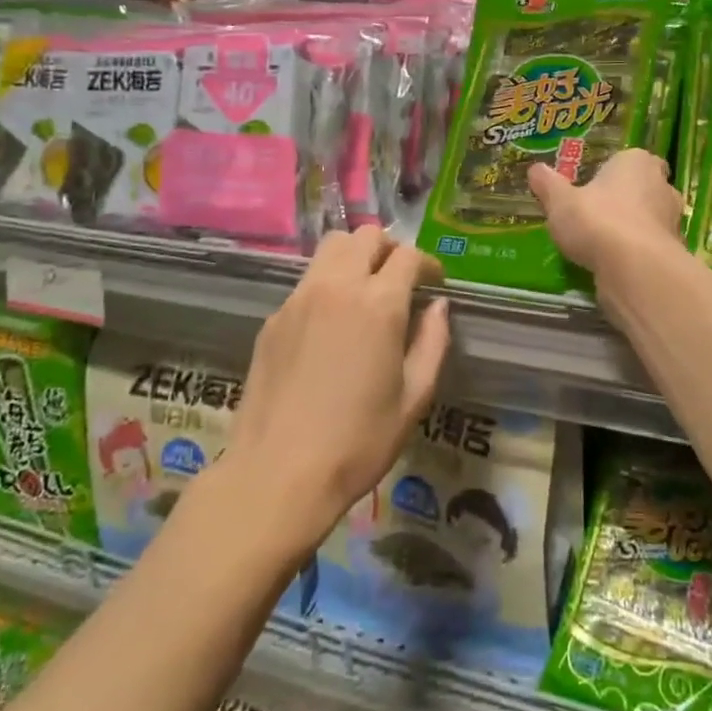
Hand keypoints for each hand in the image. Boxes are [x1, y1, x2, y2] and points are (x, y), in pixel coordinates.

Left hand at [224, 227, 449, 547]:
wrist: (278, 474)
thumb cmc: (358, 441)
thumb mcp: (414, 398)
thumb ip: (433, 343)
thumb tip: (438, 307)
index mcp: (379, 304)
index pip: (408, 256)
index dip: (427, 264)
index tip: (434, 283)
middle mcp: (337, 287)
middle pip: (366, 236)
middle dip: (390, 250)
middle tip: (400, 280)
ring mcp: (299, 299)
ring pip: (331, 248)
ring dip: (355, 256)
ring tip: (365, 291)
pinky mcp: (274, 318)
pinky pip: (307, 281)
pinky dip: (327, 284)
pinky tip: (331, 325)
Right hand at [528, 149, 684, 272]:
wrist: (635, 269)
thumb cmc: (597, 221)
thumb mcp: (560, 201)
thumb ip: (548, 184)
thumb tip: (535, 169)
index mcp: (637, 162)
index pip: (627, 160)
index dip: (610, 174)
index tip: (590, 188)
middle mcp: (662, 185)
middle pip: (642, 188)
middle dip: (624, 199)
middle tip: (595, 214)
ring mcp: (673, 219)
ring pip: (649, 218)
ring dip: (631, 227)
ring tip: (602, 243)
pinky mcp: (674, 251)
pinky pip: (651, 246)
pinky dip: (637, 252)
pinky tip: (616, 264)